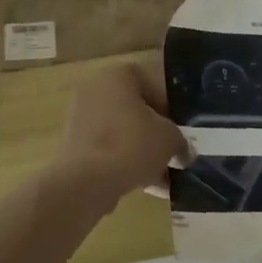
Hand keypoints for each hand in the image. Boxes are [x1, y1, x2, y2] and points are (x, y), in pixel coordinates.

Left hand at [54, 58, 190, 210]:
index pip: (153, 83)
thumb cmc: (131, 144)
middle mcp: (97, 89)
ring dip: (145, 152)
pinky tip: (150, 187)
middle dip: (158, 133)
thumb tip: (184, 151)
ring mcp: (83, 117)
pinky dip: (128, 163)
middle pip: (137, 109)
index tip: (183, 129)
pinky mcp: (77, 144)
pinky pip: (110, 149)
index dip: (172, 107)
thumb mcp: (169, 139)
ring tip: (167, 177)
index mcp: (118, 75)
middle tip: (175, 152)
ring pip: (124, 132)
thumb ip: (180, 140)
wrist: (86, 181)